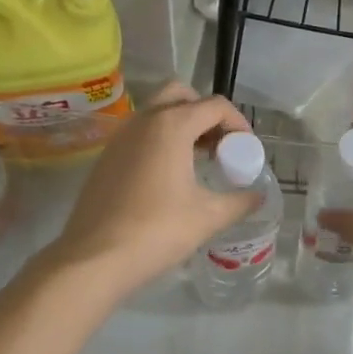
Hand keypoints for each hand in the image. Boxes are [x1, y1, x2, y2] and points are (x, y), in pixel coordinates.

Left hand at [43, 83, 258, 298]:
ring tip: (199, 160)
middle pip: (181, 95)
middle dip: (205, 113)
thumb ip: (239, 202)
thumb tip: (258, 197)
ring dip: (182, 124)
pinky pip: (140, 133)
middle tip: (219, 145)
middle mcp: (144, 120)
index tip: (246, 150)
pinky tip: (170, 176)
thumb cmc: (157, 231)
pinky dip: (160, 139)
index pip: (215, 106)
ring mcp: (120, 136)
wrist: (95, 258)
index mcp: (172, 125)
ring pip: (157, 112)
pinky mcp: (107, 156)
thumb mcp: (208, 218)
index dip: (238, 123)